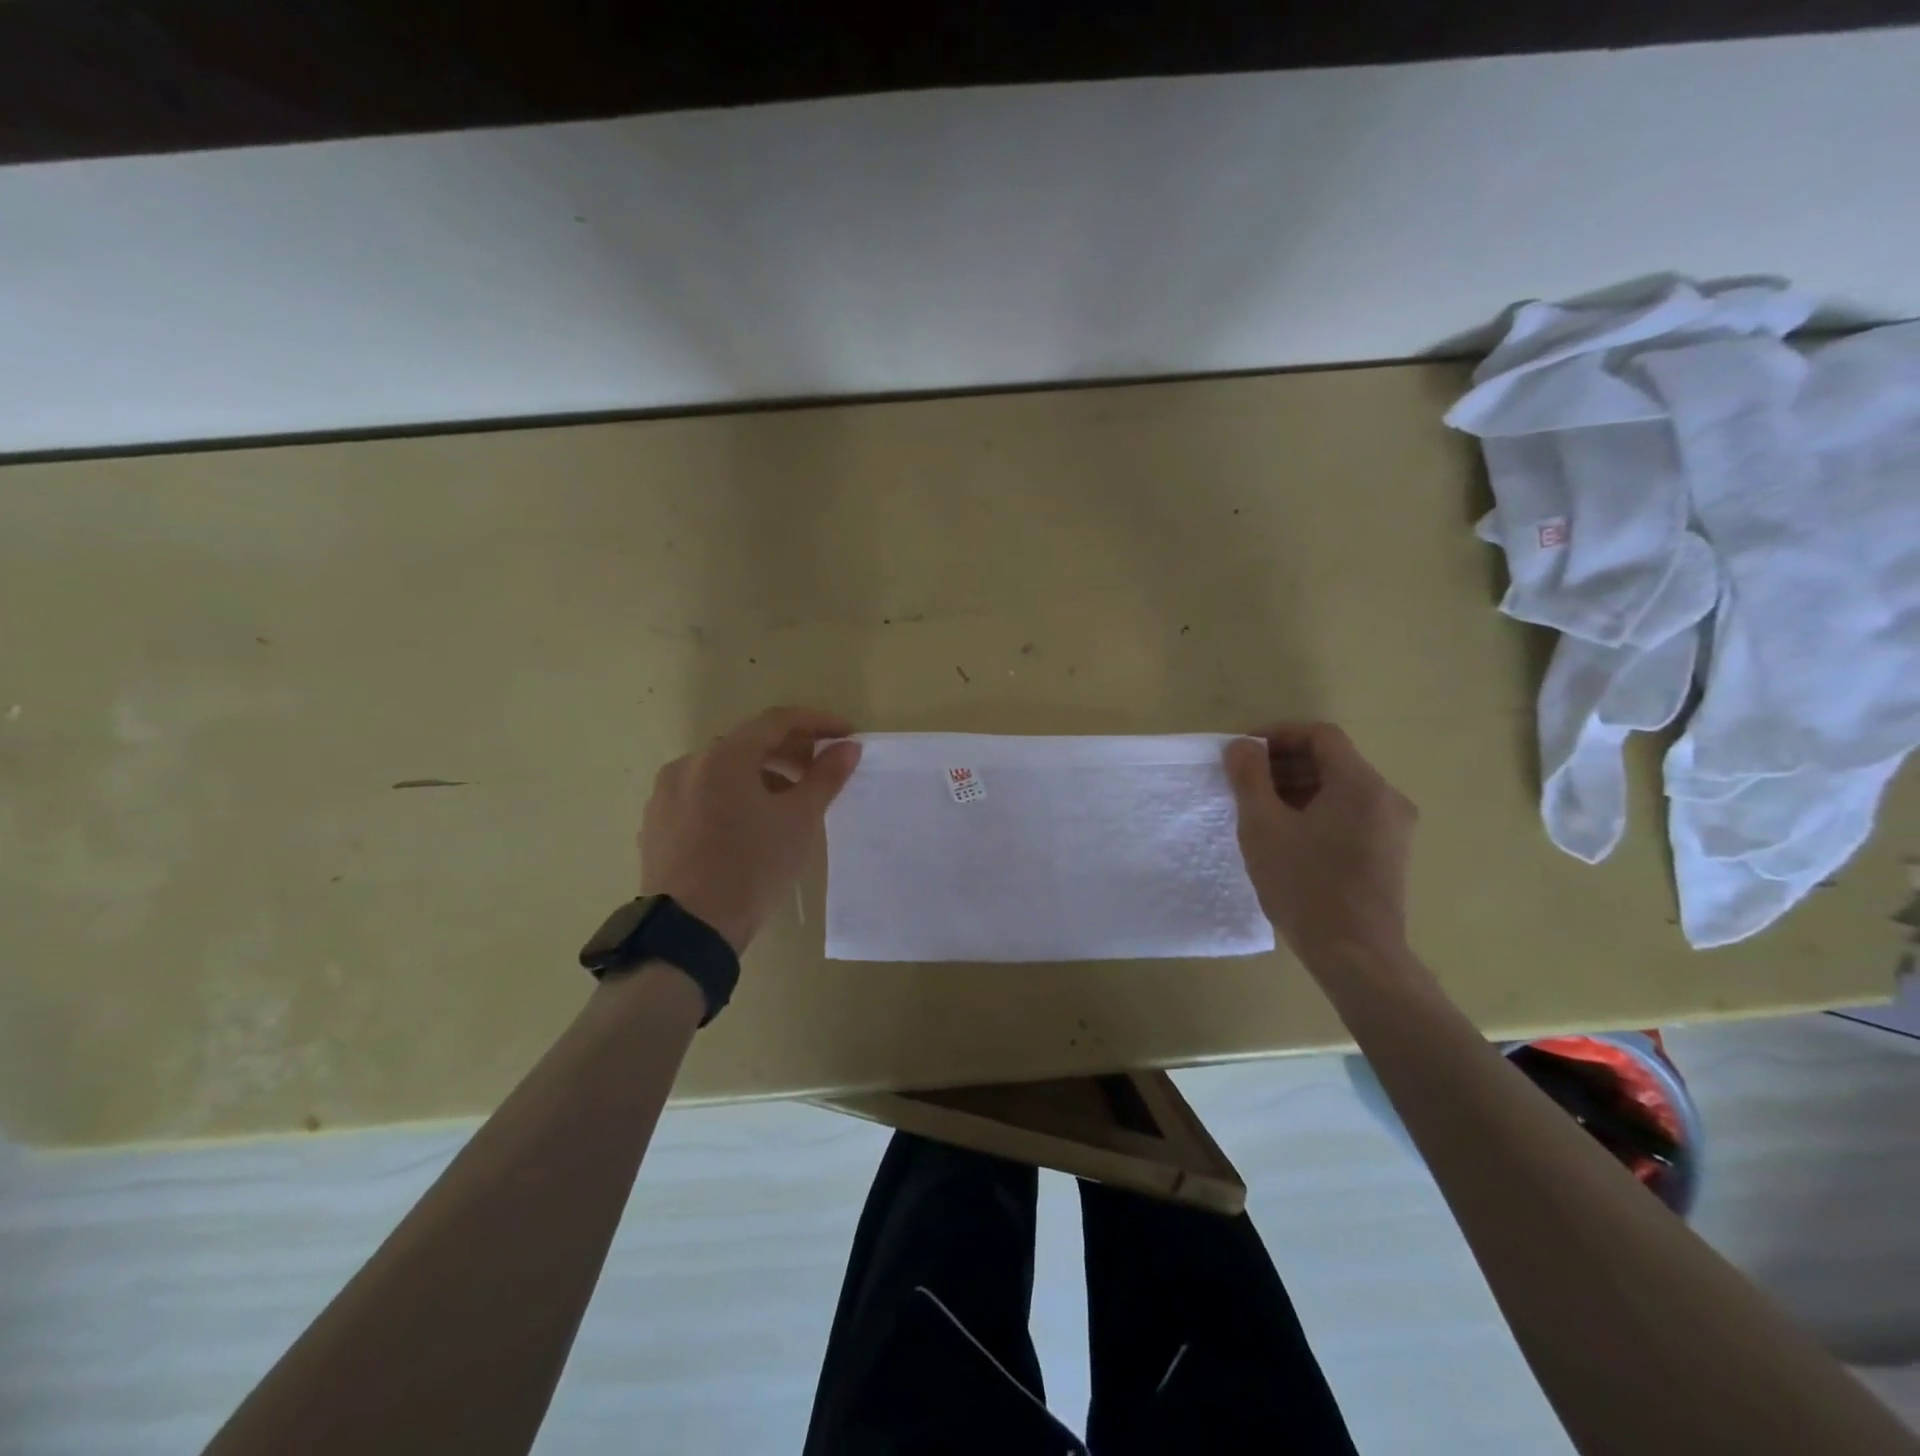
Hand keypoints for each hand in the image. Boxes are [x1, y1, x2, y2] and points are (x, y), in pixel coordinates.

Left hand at [639, 706, 862, 953]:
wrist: (689, 930)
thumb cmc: (752, 867)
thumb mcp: (799, 820)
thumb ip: (826, 777)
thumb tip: (848, 747)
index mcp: (724, 756)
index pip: (778, 721)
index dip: (818, 722)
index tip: (846, 735)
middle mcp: (689, 763)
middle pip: (748, 743)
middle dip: (790, 752)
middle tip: (821, 773)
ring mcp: (666, 793)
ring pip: (723, 770)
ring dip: (760, 776)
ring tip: (787, 805)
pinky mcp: (657, 822)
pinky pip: (702, 794)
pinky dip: (732, 796)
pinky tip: (748, 826)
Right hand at [1223, 722, 1417, 965]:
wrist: (1357, 956)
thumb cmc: (1305, 886)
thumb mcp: (1263, 827)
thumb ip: (1250, 777)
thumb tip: (1242, 746)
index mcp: (1359, 783)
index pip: (1319, 735)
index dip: (1278, 735)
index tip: (1243, 755)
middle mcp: (1385, 797)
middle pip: (1331, 760)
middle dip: (1284, 763)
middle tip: (1244, 784)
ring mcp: (1393, 827)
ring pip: (1340, 788)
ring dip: (1298, 788)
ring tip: (1260, 811)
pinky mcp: (1390, 852)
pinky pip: (1350, 813)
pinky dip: (1317, 811)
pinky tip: (1288, 837)